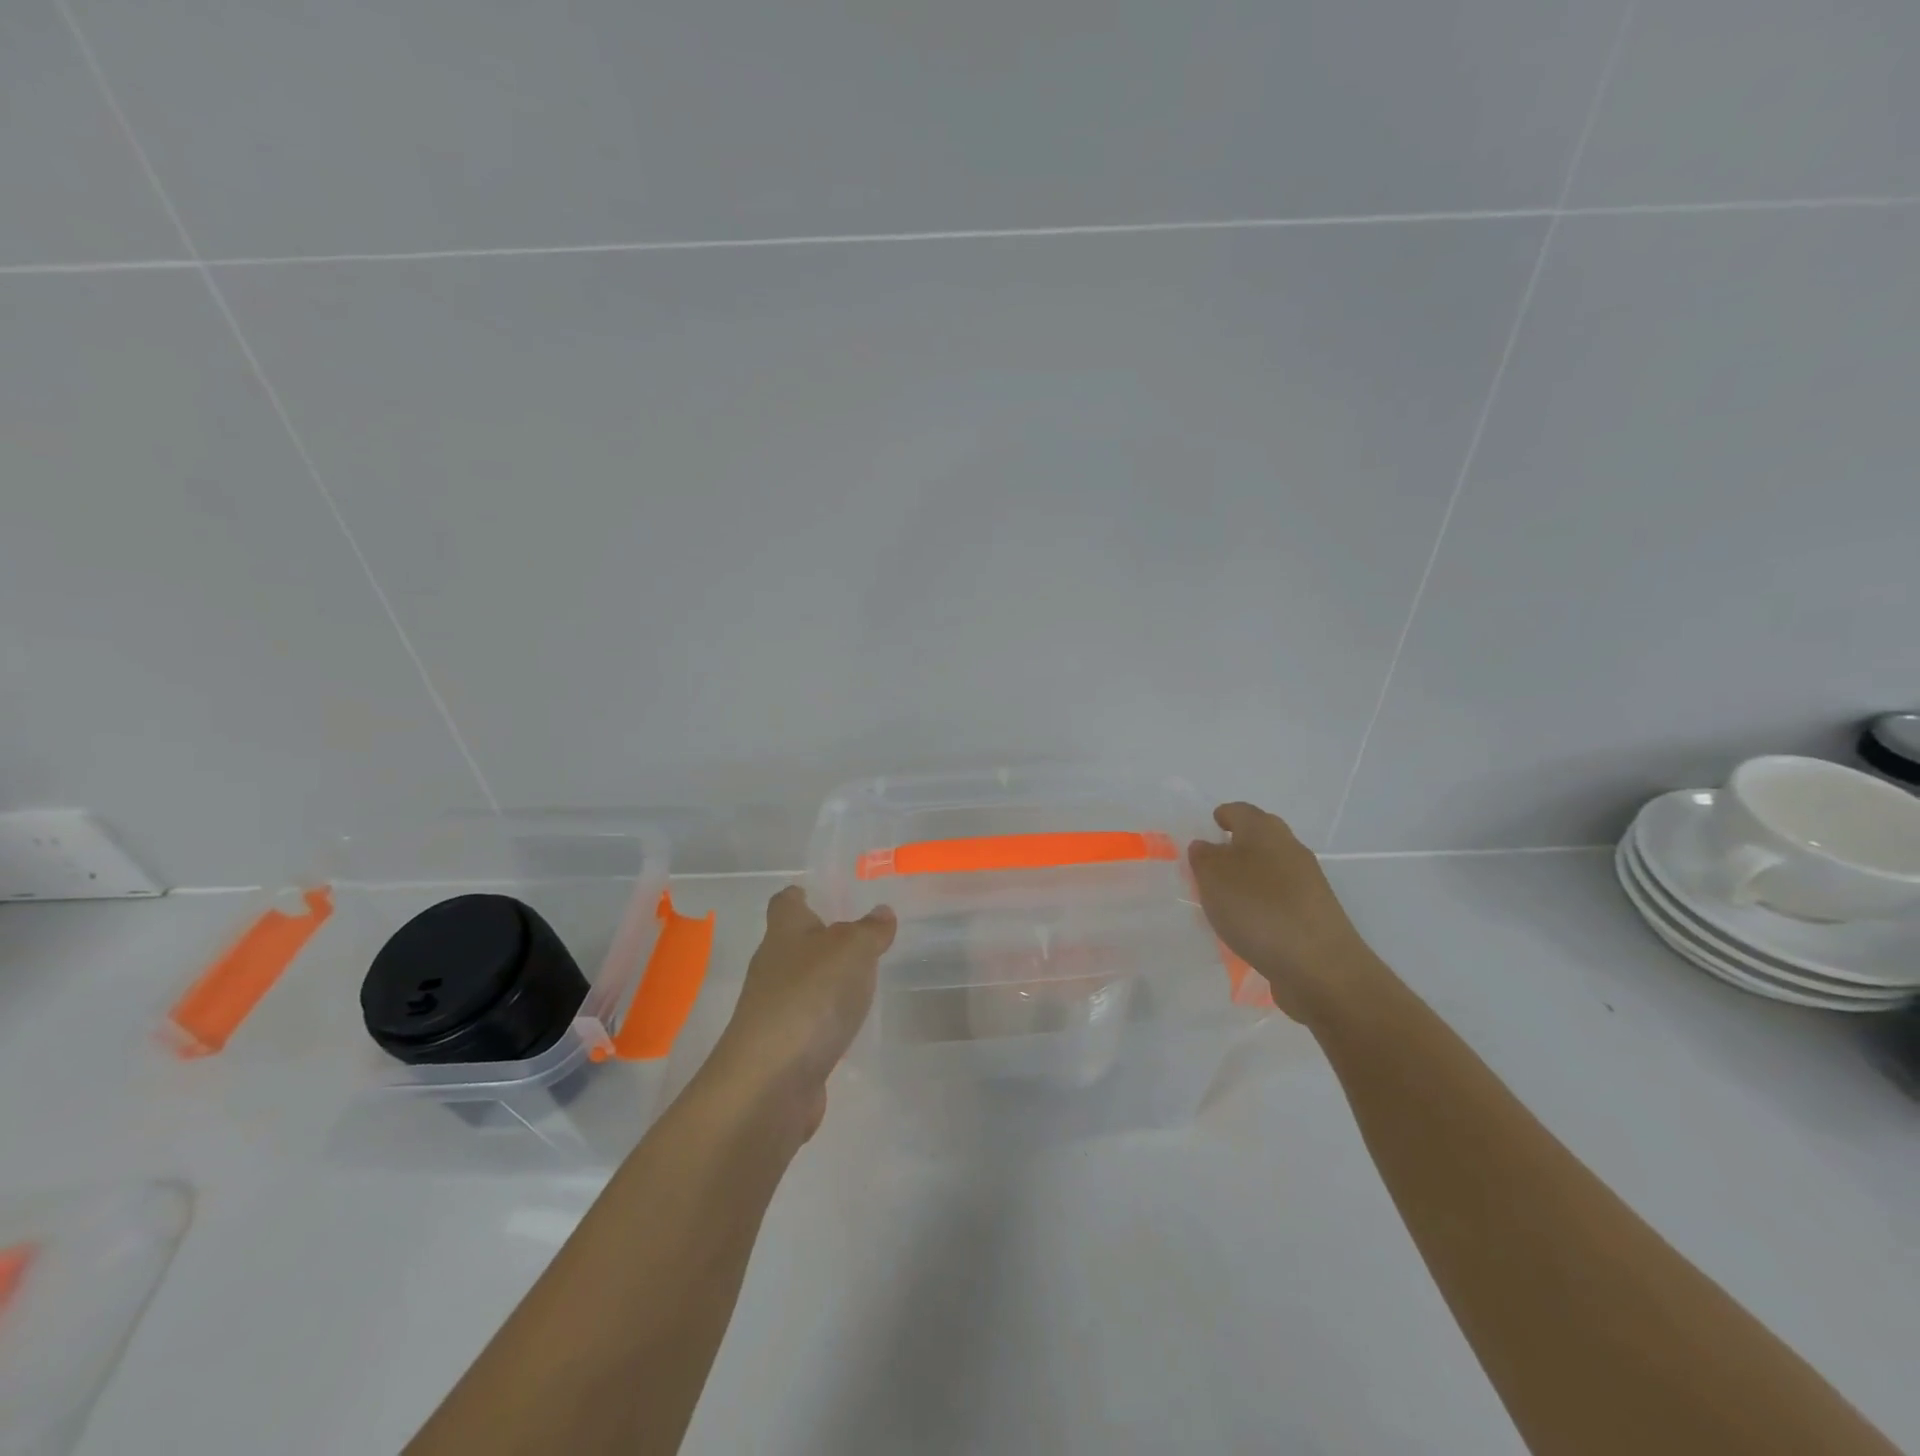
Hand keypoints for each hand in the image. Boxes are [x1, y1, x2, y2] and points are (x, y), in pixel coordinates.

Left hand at [709, 887, 895, 1137]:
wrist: (770, 1083)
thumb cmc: (810, 998)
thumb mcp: (851, 951)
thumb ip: (870, 931)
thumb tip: (881, 912)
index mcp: (784, 934)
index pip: (785, 903)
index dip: (799, 895)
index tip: (814, 892)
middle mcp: (772, 968)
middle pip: (792, 943)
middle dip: (819, 938)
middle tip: (857, 935)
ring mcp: (773, 1011)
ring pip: (801, 984)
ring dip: (824, 981)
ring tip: (860, 978)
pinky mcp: (782, 1049)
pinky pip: (808, 1023)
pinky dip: (825, 1020)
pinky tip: (848, 1025)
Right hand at [1188, 802, 1380, 1028]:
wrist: (1320, 967)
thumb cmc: (1258, 909)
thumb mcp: (1213, 876)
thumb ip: (1203, 856)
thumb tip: (1206, 846)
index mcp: (1265, 830)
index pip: (1240, 811)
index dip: (1221, 816)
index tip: (1207, 827)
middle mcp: (1290, 849)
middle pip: (1259, 838)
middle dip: (1234, 846)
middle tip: (1207, 865)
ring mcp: (1307, 884)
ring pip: (1270, 870)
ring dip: (1247, 879)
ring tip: (1222, 900)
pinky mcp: (1314, 916)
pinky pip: (1279, 900)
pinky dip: (1261, 905)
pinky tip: (1247, 926)